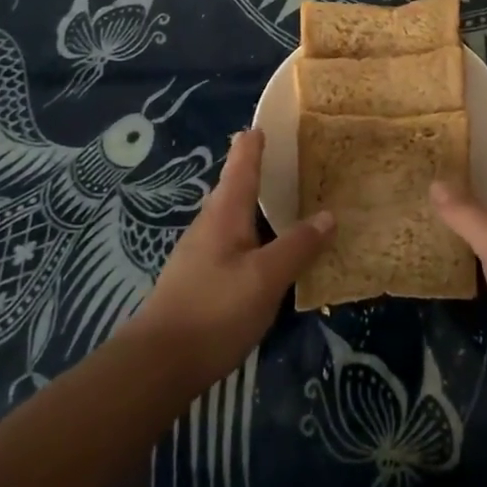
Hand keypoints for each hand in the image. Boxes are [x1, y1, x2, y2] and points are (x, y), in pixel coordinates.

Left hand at [124, 130, 332, 390]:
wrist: (158, 365)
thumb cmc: (214, 311)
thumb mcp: (266, 278)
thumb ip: (298, 245)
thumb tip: (329, 214)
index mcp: (225, 212)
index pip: (242, 162)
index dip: (256, 140)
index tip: (270, 120)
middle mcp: (210, 224)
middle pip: (235, 186)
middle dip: (259, 170)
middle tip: (291, 159)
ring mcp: (200, 252)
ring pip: (234, 216)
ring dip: (258, 204)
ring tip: (286, 200)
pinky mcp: (199, 279)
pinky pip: (233, 241)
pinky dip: (253, 233)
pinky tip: (267, 250)